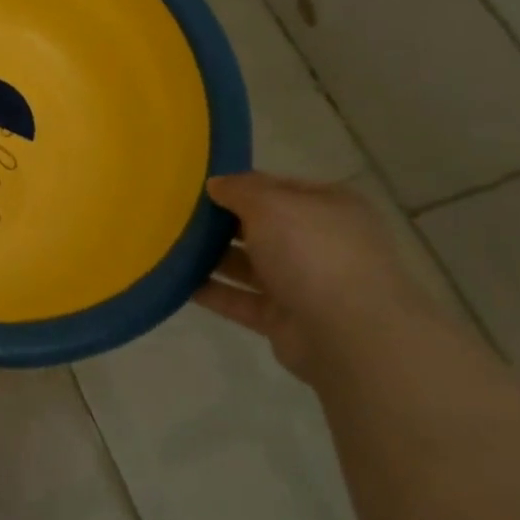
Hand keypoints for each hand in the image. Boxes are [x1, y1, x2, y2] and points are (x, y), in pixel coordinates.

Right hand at [194, 172, 436, 380]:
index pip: (277, 188)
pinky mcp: (285, 320)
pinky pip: (240, 300)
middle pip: (260, 226)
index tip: (198, 185)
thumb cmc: (313, 252)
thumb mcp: (270, 203)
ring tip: (168, 245)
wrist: (351, 335)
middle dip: (221, 222)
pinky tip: (177, 281)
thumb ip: (239, 189)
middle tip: (175, 214)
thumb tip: (215, 184)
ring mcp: (304, 284)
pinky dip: (212, 292)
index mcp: (327, 208)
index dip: (240, 185)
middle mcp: (319, 243)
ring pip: (248, 264)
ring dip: (212, 256)